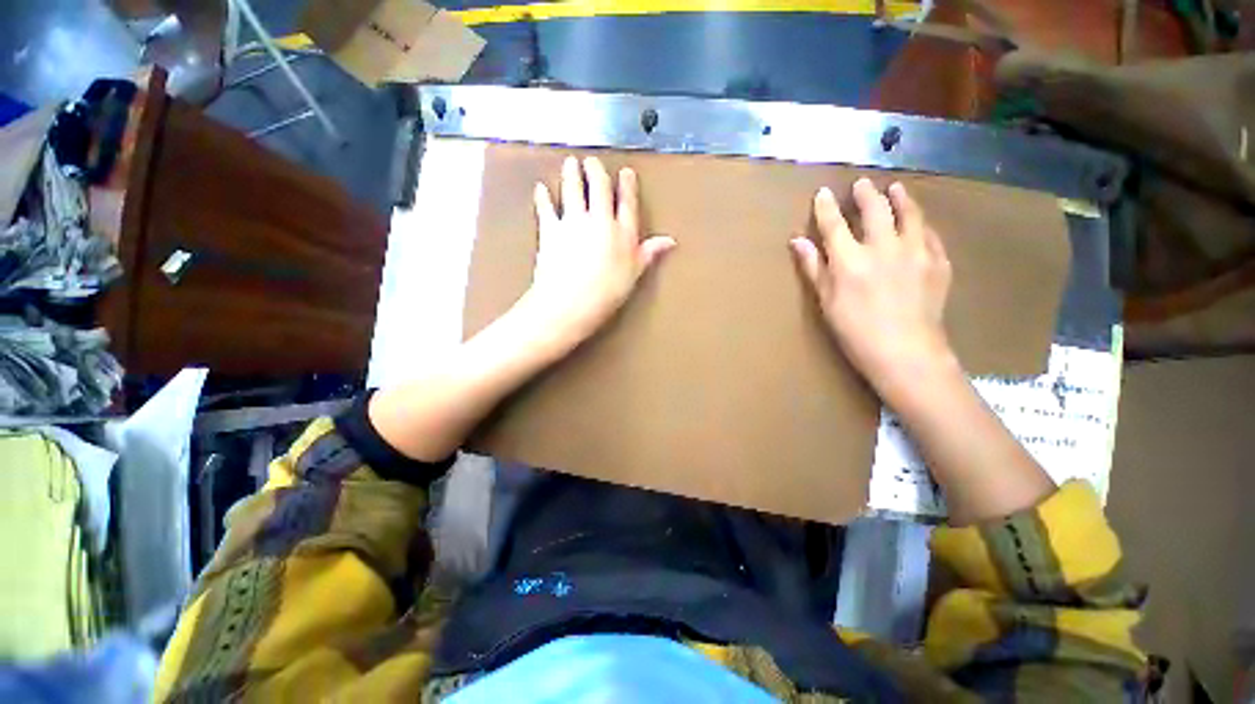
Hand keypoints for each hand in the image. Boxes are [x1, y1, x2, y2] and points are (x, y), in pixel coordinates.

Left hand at [519, 155, 675, 351]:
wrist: (569, 302)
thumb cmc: (606, 293)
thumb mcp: (635, 274)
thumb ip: (649, 253)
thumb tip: (670, 241)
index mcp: (623, 232)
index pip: (627, 203)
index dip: (627, 186)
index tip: (625, 172)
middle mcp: (599, 221)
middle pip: (598, 189)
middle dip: (595, 172)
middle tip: (592, 160)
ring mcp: (573, 223)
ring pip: (573, 191)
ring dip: (571, 175)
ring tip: (570, 162)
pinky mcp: (550, 230)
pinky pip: (546, 209)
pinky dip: (543, 197)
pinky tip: (540, 187)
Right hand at [790, 178, 953, 400]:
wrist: (911, 359)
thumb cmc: (862, 339)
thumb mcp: (830, 307)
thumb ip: (815, 270)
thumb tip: (797, 241)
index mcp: (851, 259)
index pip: (833, 221)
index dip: (826, 204)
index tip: (825, 194)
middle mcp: (883, 247)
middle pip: (874, 206)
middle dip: (866, 192)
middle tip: (864, 186)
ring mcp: (915, 252)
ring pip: (909, 213)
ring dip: (901, 198)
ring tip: (897, 191)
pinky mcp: (938, 264)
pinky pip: (932, 237)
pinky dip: (925, 229)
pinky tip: (922, 229)